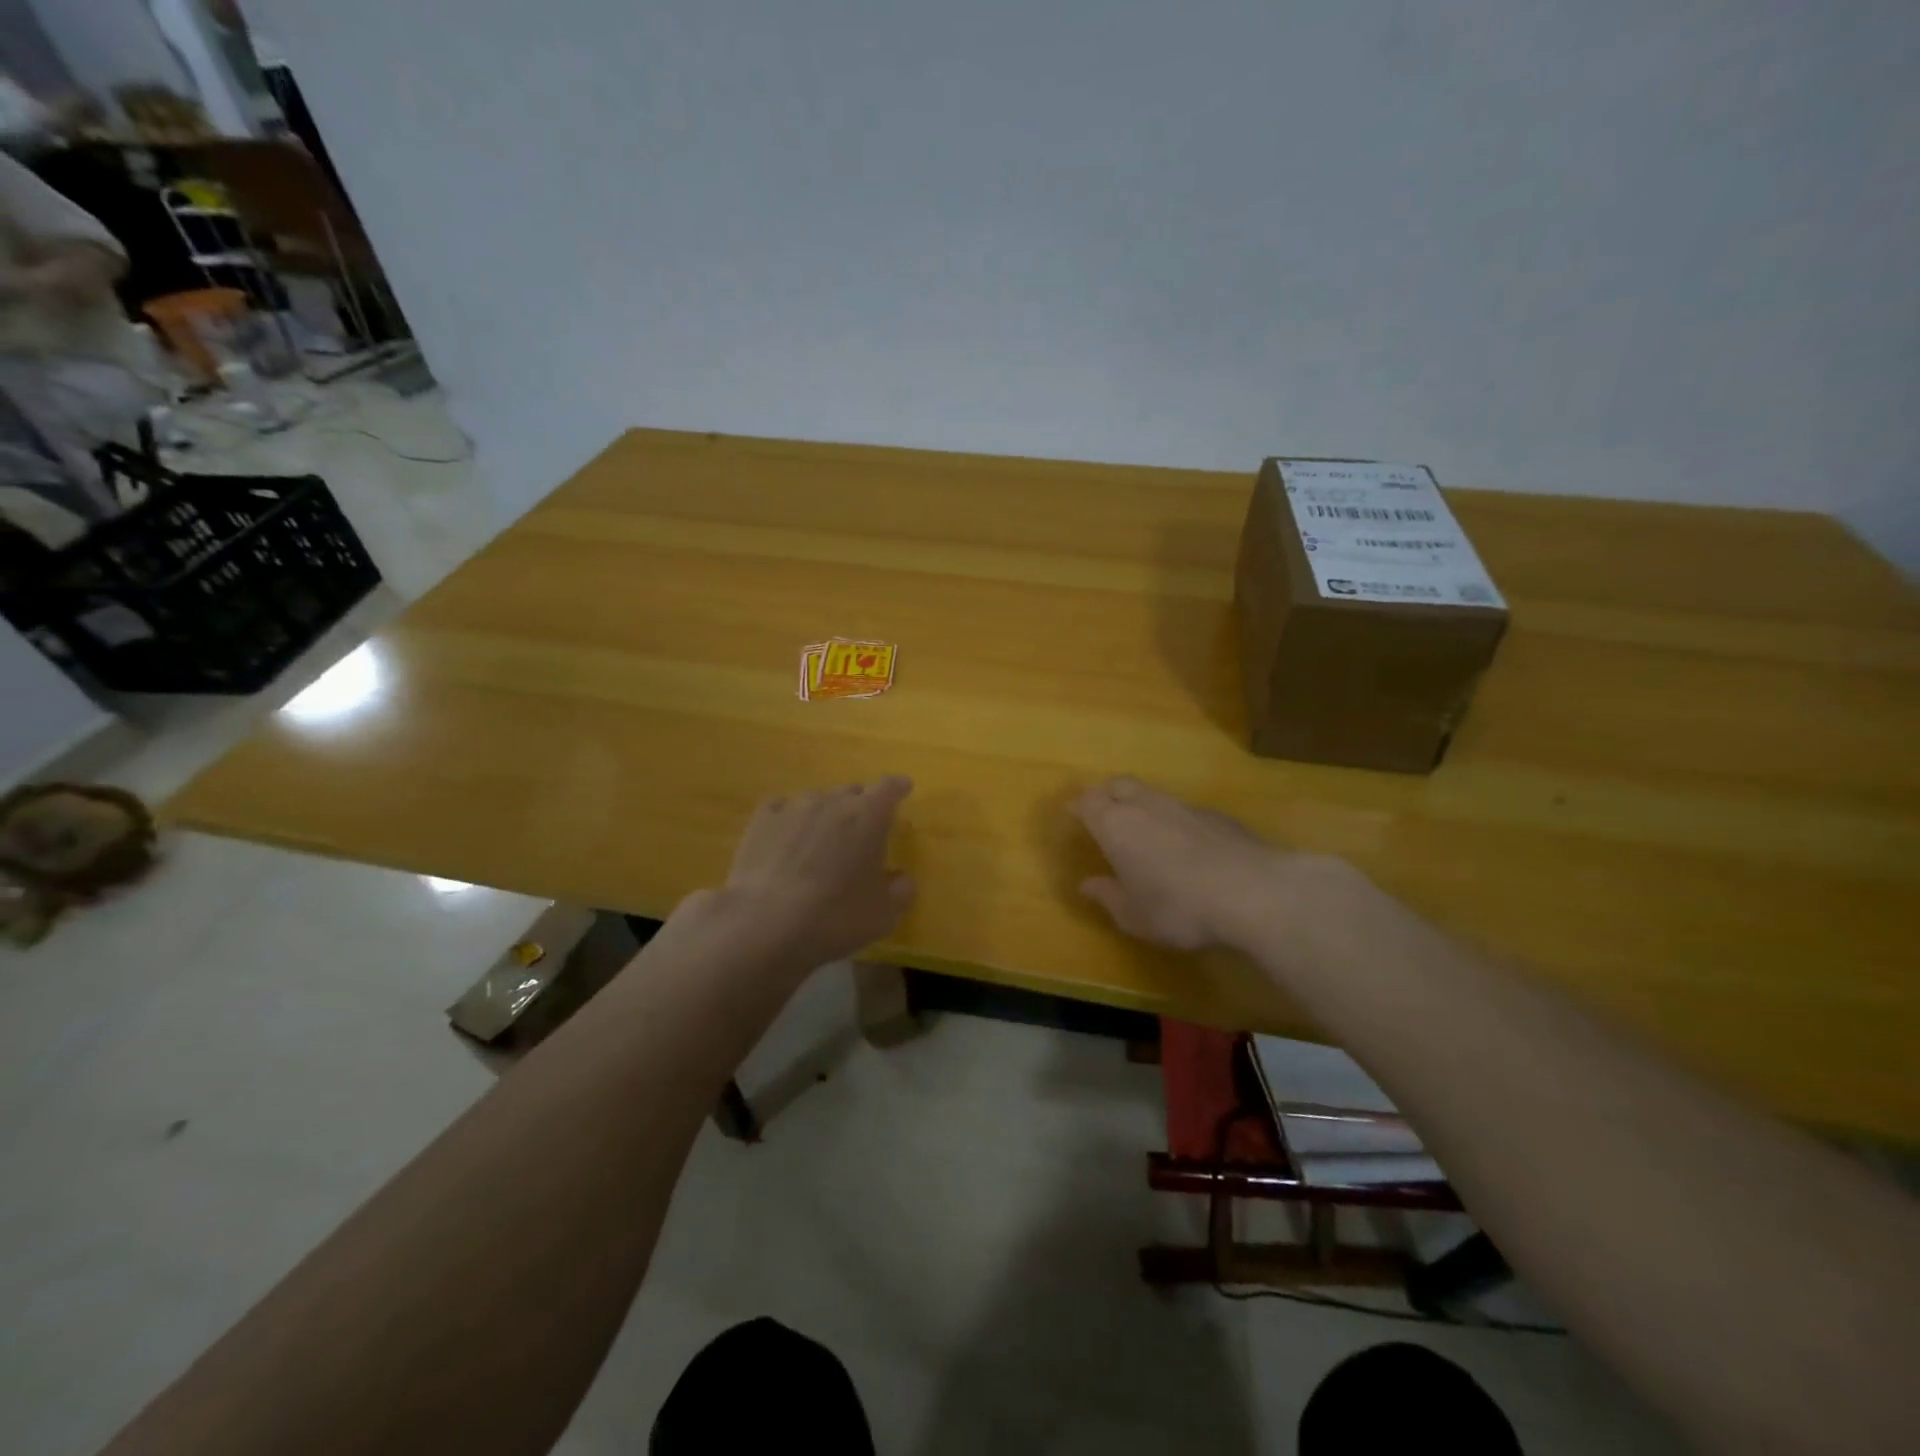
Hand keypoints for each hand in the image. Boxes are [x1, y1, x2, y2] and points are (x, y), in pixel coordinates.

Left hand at [715, 776, 916, 966]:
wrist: (765, 923)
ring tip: (823, 836)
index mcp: (869, 816)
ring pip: (817, 799)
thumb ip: (901, 892)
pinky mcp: (761, 820)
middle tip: (863, 828)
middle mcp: (832, 802)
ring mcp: (793, 807)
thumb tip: (902, 879)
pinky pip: (781, 808)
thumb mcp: (883, 915)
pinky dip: (790, 817)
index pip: (890, 788)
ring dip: (826, 812)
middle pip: (853, 792)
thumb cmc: (834, 917)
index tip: (904, 787)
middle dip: (861, 805)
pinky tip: (786, 834)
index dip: (898, 787)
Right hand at [1069, 775, 1314, 950]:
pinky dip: (1172, 818)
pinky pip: (1182, 808)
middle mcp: (1145, 806)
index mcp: (1115, 825)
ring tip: (1141, 826)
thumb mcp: (1134, 915)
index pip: (1088, 802)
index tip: (1073, 813)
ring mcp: (1183, 806)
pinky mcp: (1216, 815)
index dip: (1079, 806)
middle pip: (1118, 784)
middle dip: (1106, 793)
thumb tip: (1087, 885)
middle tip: (1101, 810)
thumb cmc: (1178, 907)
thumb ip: (1108, 896)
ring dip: (1140, 803)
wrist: (1252, 891)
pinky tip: (1182, 842)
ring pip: (1152, 793)